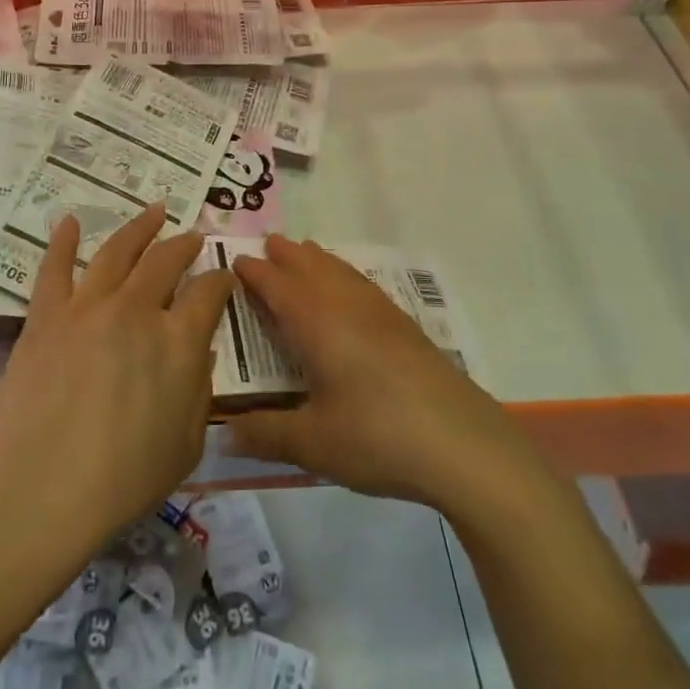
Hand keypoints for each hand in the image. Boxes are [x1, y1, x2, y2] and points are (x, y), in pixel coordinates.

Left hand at [0, 204, 233, 557]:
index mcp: (179, 342)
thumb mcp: (187, 443)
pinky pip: (55, 268)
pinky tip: (71, 222)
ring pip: (118, 252)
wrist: (46, 489)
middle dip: (184, 245)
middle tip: (192, 236)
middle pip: (166, 261)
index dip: (220, 280)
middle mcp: (138, 311)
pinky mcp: (46, 316)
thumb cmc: (126, 478)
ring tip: (154, 211)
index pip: (209, 293)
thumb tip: (200, 351)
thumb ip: (199, 390)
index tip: (224, 276)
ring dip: (139, 227)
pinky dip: (63, 241)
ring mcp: (88, 307)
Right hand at [226, 236, 537, 510]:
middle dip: (287, 255)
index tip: (235, 260)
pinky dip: (346, 275)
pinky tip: (352, 290)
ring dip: (318, 260)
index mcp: (317, 323)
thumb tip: (223, 435)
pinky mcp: (407, 329)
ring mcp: (381, 315)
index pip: (276, 286)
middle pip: (311, 268)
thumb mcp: (313, 443)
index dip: (254, 272)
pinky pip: (364, 285)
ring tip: (305, 252)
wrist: (466, 445)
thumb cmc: (378, 437)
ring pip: (341, 272)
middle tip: (268, 243)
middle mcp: (346, 307)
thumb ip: (265, 435)